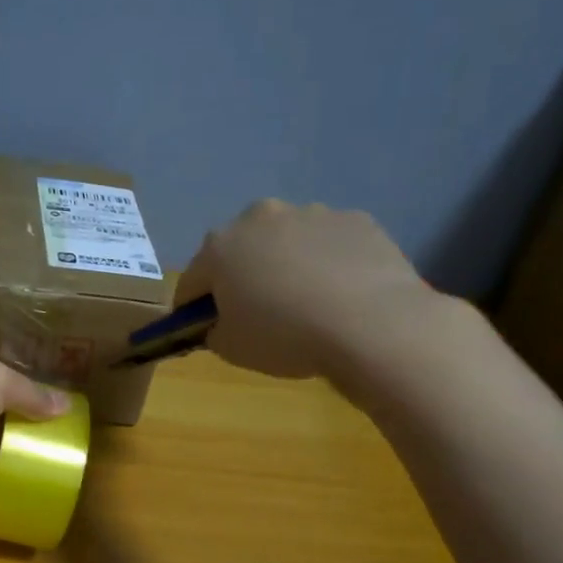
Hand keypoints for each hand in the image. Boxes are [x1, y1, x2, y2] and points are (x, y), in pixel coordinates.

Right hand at [175, 200, 436, 380]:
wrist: (372, 324)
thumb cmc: (284, 336)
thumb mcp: (230, 348)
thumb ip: (214, 331)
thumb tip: (220, 323)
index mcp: (219, 247)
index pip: (191, 282)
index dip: (192, 309)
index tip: (203, 329)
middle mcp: (259, 218)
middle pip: (239, 250)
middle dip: (241, 275)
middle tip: (256, 312)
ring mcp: (311, 213)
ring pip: (286, 241)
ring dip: (285, 264)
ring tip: (306, 302)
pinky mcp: (356, 220)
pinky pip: (329, 243)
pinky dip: (328, 262)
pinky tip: (341, 293)